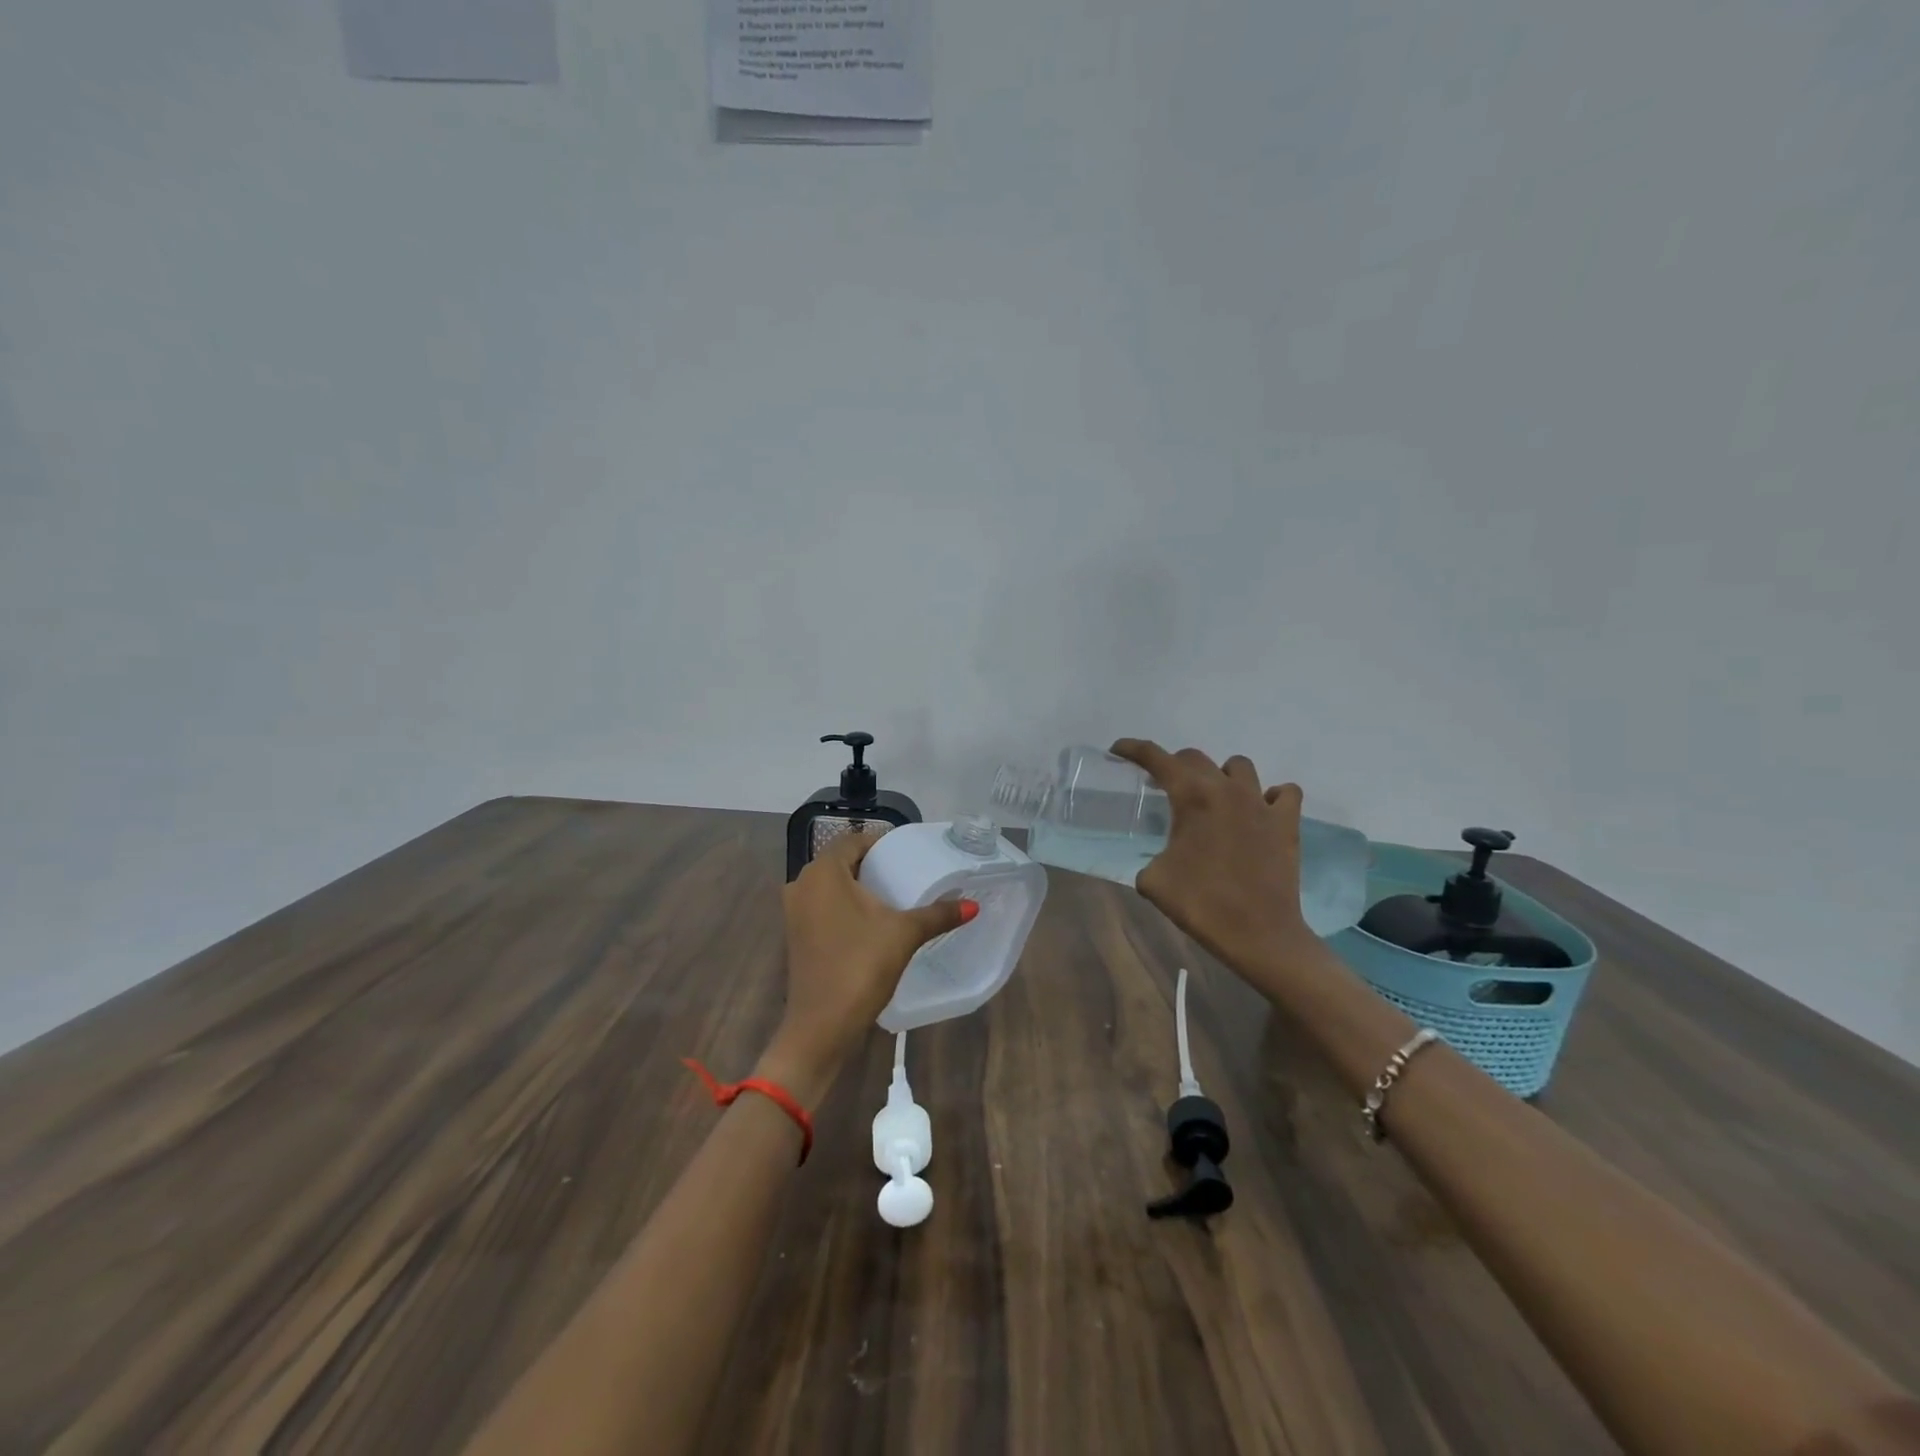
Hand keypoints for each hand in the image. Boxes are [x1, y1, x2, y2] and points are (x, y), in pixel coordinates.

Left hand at [757, 830, 974, 1102]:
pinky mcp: (796, 935)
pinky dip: (845, 907)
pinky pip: (823, 907)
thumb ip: (938, 915)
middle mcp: (802, 884)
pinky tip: (871, 921)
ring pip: (831, 886)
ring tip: (893, 896)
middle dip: (872, 865)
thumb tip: (972, 906)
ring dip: (858, 887)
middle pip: (841, 862)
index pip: (853, 841)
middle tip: (906, 872)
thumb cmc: (860, 966)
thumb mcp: (904, 934)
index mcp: (823, 872)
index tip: (908, 852)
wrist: (821, 1025)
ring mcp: (795, 912)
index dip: (881, 843)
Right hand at [1110, 739, 1317, 976]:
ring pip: (1238, 766)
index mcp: (1191, 797)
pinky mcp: (1287, 823)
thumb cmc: (1200, 904)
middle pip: (1194, 758)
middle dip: (1174, 766)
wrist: (1259, 934)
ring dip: (1221, 775)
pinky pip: (1283, 792)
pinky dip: (1270, 796)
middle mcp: (1227, 789)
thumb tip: (1156, 858)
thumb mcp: (1152, 880)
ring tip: (1214, 798)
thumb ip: (1149, 856)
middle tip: (1163, 786)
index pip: (1156, 758)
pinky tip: (1259, 811)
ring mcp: (1262, 803)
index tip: (1118, 750)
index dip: (1133, 749)